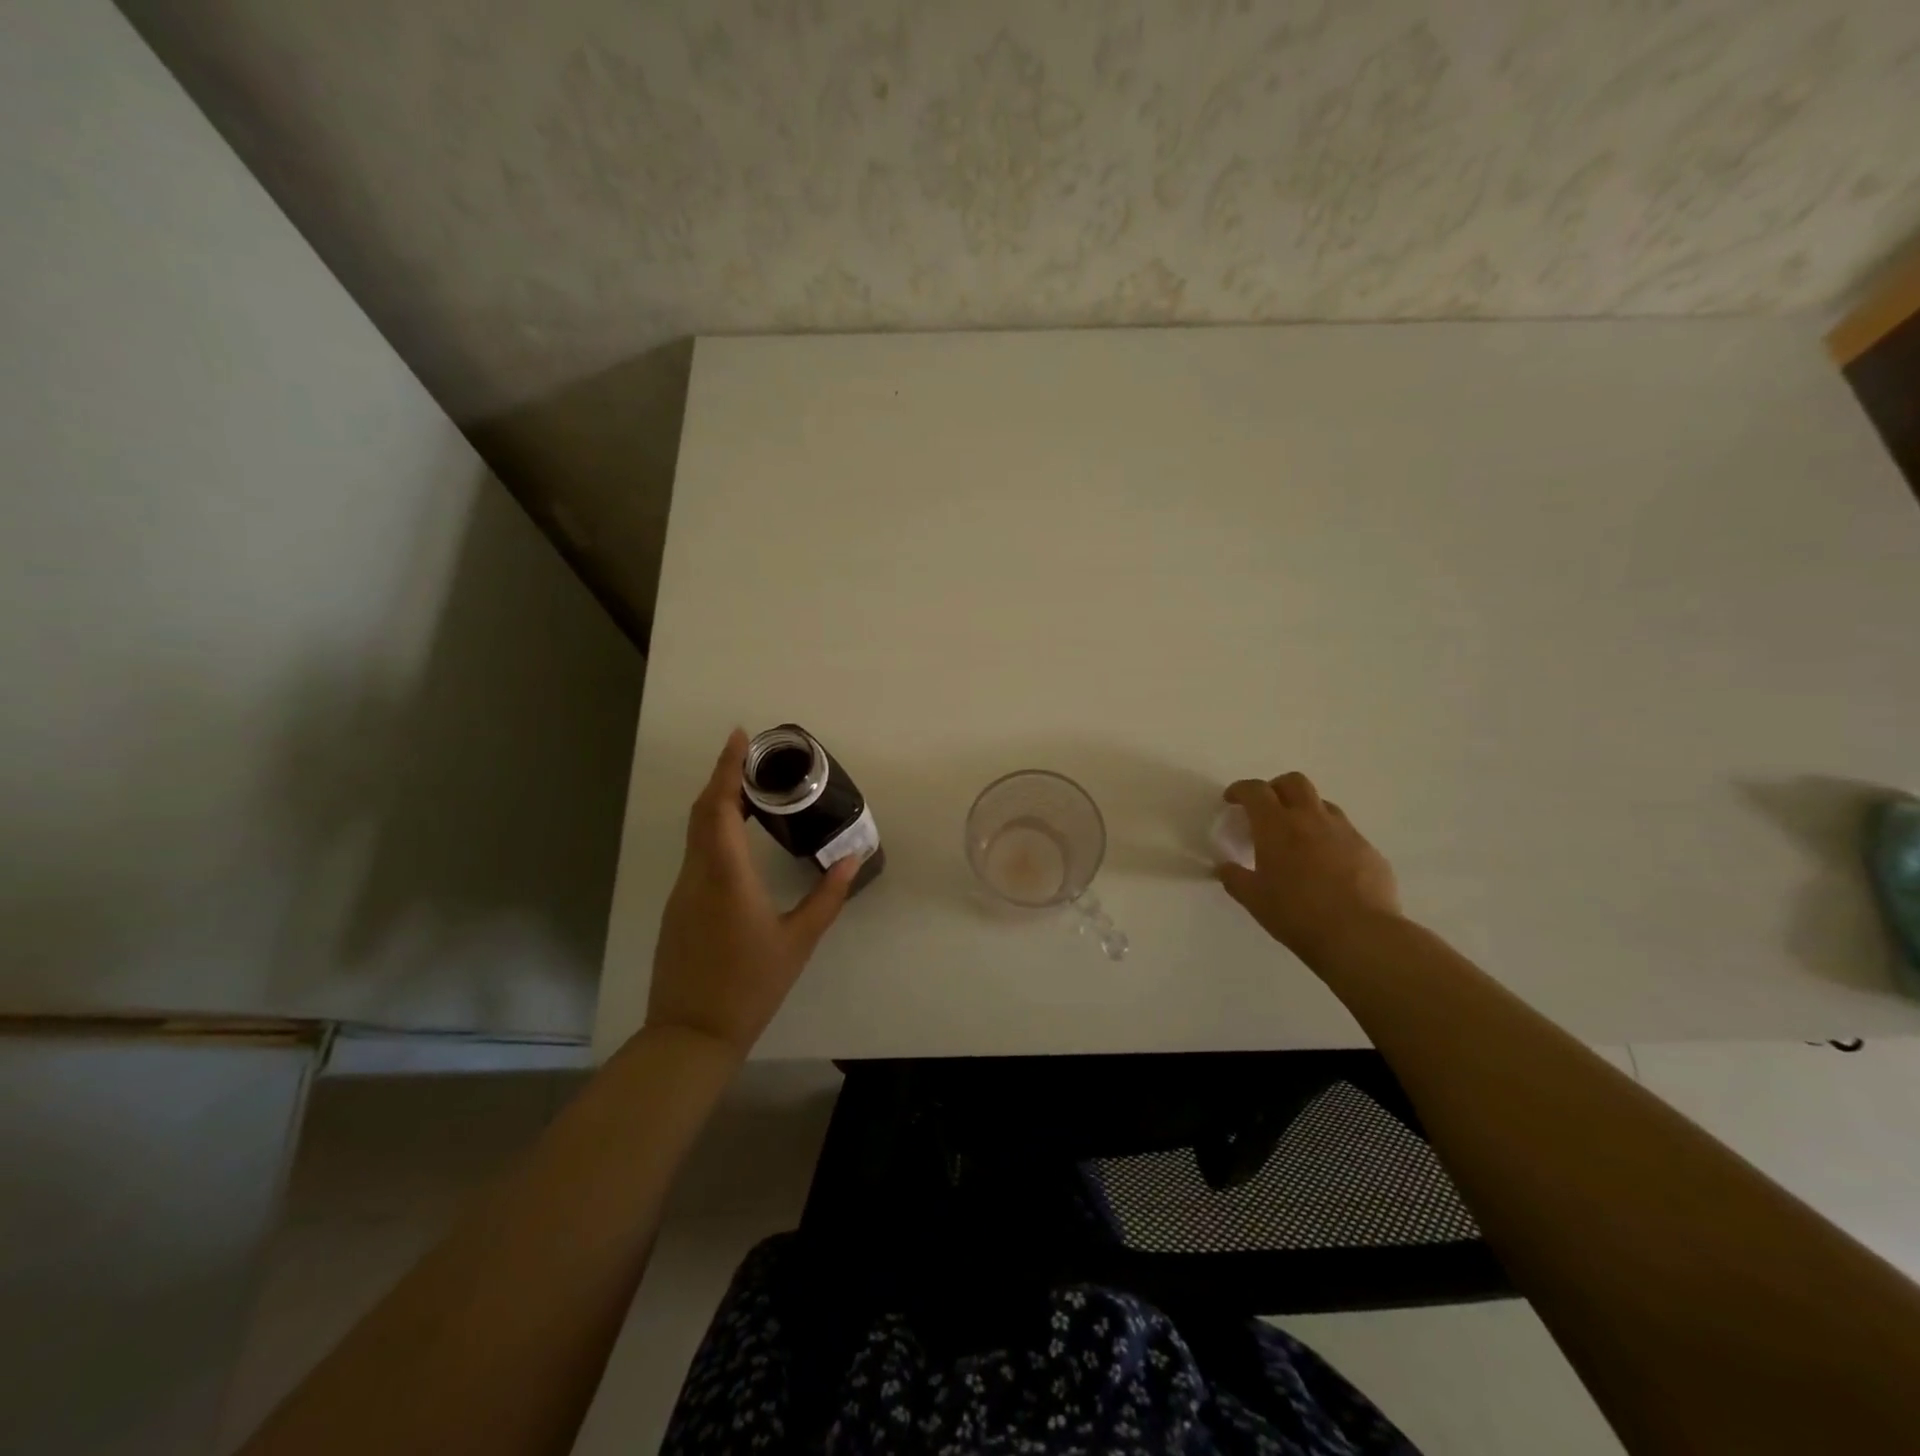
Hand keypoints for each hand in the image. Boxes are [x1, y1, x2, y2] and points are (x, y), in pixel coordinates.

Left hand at [646, 729, 860, 1054]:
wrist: (692, 1033)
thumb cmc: (751, 985)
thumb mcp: (798, 940)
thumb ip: (827, 896)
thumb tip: (852, 859)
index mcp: (726, 875)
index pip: (721, 806)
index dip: (728, 768)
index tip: (740, 737)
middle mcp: (697, 874)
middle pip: (704, 811)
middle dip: (724, 777)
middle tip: (754, 757)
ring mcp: (683, 890)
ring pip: (697, 832)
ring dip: (719, 803)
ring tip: (754, 791)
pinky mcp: (679, 906)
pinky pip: (696, 853)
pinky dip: (714, 830)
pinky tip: (739, 837)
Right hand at [1215, 771, 1402, 958]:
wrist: (1360, 935)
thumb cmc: (1296, 914)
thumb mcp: (1254, 899)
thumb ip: (1235, 878)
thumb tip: (1226, 868)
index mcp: (1276, 826)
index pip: (1255, 791)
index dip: (1240, 790)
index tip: (1232, 799)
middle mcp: (1311, 819)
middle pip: (1293, 782)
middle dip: (1276, 788)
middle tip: (1266, 809)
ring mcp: (1344, 832)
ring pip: (1323, 804)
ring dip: (1306, 811)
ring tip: (1298, 837)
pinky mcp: (1369, 850)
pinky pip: (1345, 833)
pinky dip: (1330, 838)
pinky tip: (1328, 865)